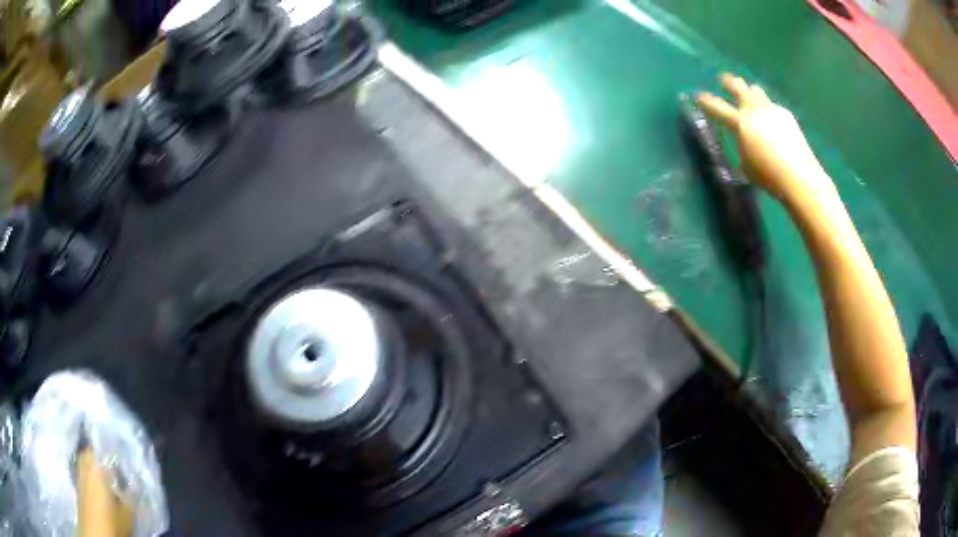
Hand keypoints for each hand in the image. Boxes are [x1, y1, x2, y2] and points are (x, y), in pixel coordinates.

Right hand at [696, 74, 835, 206]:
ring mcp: (771, 109)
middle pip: (738, 86)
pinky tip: (770, 119)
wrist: (798, 175)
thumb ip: (742, 146)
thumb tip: (744, 140)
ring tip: (749, 94)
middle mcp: (754, 109)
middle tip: (723, 79)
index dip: (705, 101)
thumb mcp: (746, 165)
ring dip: (750, 91)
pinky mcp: (786, 115)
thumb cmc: (767, 175)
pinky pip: (771, 106)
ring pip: (756, 91)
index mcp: (740, 122)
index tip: (698, 96)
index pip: (717, 107)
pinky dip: (767, 110)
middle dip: (728, 82)